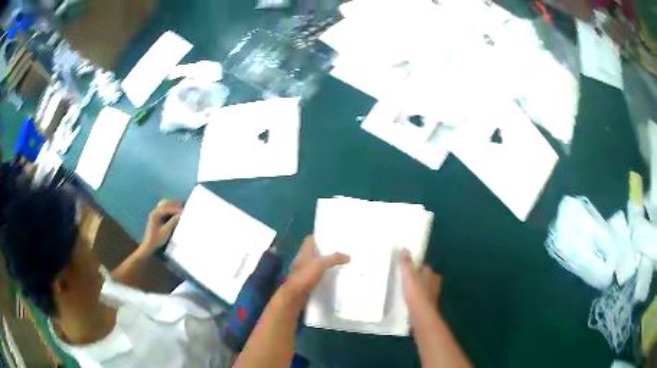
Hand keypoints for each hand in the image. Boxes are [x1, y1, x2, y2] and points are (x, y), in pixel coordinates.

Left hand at [140, 200, 182, 255]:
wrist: (149, 245)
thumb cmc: (157, 239)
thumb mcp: (166, 231)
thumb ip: (173, 221)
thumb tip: (181, 215)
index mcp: (156, 214)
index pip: (168, 208)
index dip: (176, 209)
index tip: (184, 211)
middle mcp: (155, 211)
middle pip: (165, 203)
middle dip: (174, 204)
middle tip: (183, 208)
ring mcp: (155, 213)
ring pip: (164, 205)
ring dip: (172, 206)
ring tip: (179, 210)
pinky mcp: (156, 217)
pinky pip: (164, 209)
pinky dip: (170, 209)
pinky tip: (174, 214)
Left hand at [285, 235, 349, 300]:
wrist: (294, 296)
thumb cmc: (304, 276)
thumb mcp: (320, 265)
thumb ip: (334, 259)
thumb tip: (348, 256)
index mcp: (304, 251)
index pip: (310, 239)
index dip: (319, 236)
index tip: (331, 236)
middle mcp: (302, 259)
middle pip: (313, 251)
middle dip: (324, 250)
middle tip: (339, 249)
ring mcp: (302, 270)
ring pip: (315, 263)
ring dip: (324, 263)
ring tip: (338, 262)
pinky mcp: (305, 281)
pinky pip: (315, 274)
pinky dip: (322, 273)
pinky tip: (331, 276)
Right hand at [400, 249, 441, 309]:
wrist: (421, 313)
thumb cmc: (415, 292)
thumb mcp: (408, 275)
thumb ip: (406, 263)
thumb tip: (405, 248)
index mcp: (432, 273)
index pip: (425, 267)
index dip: (416, 268)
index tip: (408, 270)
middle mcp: (435, 283)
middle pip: (426, 278)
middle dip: (419, 279)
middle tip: (406, 281)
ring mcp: (434, 295)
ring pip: (425, 289)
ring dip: (419, 289)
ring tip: (407, 291)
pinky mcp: (430, 305)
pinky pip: (423, 299)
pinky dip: (418, 299)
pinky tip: (411, 301)